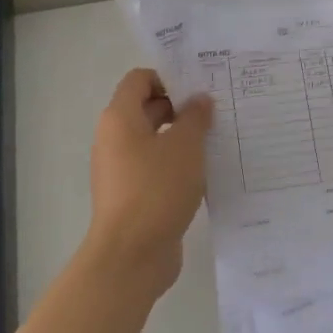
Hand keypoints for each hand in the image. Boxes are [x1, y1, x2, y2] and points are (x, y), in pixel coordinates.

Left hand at [86, 68, 212, 292]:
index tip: (200, 89)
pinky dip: (177, 164)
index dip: (168, 78)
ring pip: (154, 141)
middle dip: (181, 108)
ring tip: (217, 141)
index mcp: (120, 119)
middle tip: (217, 113)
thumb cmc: (157, 189)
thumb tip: (199, 100)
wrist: (132, 254)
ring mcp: (121, 169)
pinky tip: (205, 173)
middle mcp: (114, 139)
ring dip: (182, 138)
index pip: (139, 80)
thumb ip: (195, 117)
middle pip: (147, 109)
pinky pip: (156, 167)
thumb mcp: (186, 146)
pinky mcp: (132, 194)